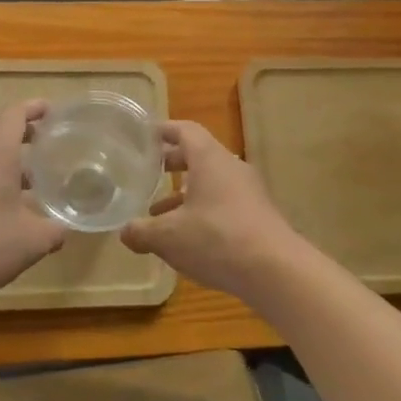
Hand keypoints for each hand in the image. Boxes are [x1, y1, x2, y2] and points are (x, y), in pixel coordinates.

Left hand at [0, 100, 65, 310]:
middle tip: (46, 142)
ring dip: (5, 154)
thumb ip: (55, 230)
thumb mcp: (33, 241)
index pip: (15, 114)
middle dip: (22, 130)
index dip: (35, 108)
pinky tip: (4, 202)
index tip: (53, 111)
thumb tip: (64, 230)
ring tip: (30, 176)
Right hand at [123, 122, 305, 300]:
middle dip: (172, 162)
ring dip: (185, 192)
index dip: (164, 130)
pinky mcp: (257, 215)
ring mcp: (248, 191)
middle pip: (199, 155)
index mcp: (209, 158)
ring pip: (211, 181)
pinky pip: (224, 202)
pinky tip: (188, 237)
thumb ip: (142, 231)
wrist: (275, 270)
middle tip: (148, 172)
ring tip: (159, 212)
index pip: (185, 130)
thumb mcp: (168, 237)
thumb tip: (125, 232)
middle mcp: (231, 167)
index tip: (145, 135)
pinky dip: (202, 210)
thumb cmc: (217, 239)